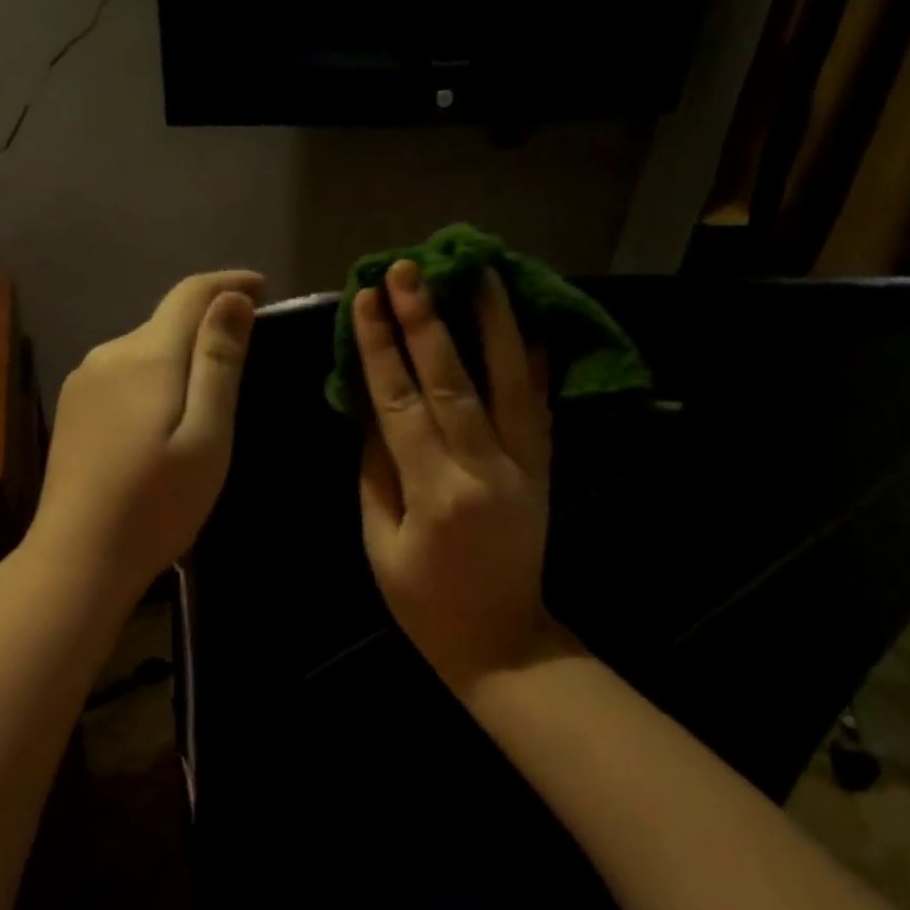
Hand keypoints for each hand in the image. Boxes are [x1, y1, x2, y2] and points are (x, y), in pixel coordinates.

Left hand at [30, 270, 263, 599]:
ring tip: (208, 399)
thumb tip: (232, 297)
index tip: (262, 287)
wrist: (78, 557)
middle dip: (207, 326)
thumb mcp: (207, 435)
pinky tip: (162, 421)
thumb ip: (218, 362)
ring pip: (144, 350)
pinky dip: (154, 380)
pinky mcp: (73, 409)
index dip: (228, 284)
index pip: (191, 294)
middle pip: (166, 322)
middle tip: (246, 358)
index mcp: (146, 355)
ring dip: (179, 357)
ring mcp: (83, 382)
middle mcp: (109, 354)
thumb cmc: (157, 503)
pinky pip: (124, 375)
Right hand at [355, 261, 561, 696]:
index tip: (366, 300)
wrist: (500, 639)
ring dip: (493, 323)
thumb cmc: (424, 603)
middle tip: (409, 270)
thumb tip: (371, 413)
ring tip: (480, 273)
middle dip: (427, 319)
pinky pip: (539, 407)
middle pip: (453, 380)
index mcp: (435, 492)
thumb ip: (376, 474)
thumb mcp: (380, 545)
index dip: (381, 349)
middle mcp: (485, 468)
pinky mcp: (543, 469)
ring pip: (510, 381)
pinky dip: (533, 363)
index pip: (401, 403)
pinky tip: (526, 325)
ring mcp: (523, 466)